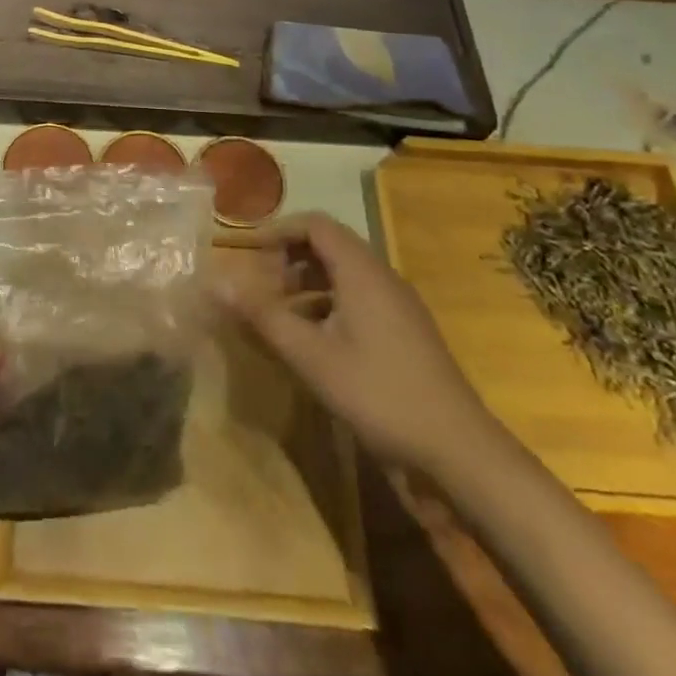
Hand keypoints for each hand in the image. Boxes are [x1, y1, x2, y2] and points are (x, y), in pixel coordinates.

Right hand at [218, 213, 499, 474]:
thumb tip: (216, 284)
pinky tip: (315, 343)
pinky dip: (329, 305)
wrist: (459, 450)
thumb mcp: (311, 356)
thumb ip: (263, 316)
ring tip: (281, 316)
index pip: (315, 224)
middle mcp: (381, 277)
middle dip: (289, 259)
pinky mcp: (406, 331)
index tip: (249, 253)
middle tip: (261, 288)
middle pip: (329, 246)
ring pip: (344, 275)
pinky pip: (359, 298)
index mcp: (361, 271)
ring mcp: (398, 305)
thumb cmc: (379, 393)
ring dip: (307, 285)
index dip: (279, 231)